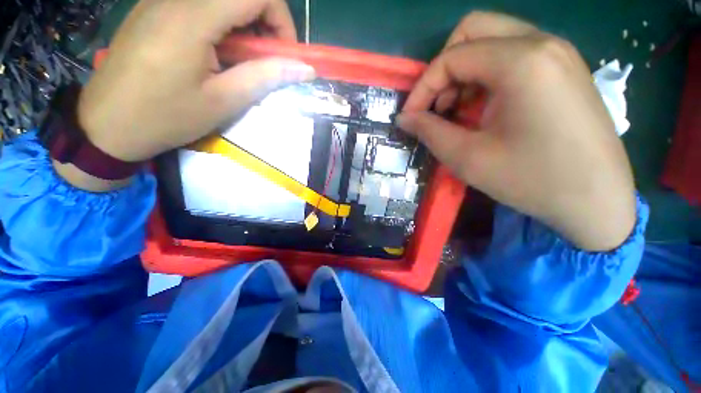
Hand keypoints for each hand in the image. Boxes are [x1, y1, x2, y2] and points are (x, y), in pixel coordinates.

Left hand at [57, 0, 314, 190]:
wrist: (105, 125)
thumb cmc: (165, 117)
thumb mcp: (223, 101)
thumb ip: (265, 77)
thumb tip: (304, 69)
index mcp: (191, 16)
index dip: (282, 19)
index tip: (287, 53)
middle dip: (266, 22)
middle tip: (269, 59)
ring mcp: (161, 1)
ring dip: (245, 25)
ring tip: (246, 60)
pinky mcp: (153, 11)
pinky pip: (200, 5)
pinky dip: (224, 25)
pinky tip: (219, 53)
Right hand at [397, 12, 636, 250]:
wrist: (598, 201)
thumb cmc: (532, 180)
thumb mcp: (468, 159)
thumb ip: (429, 132)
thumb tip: (404, 118)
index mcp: (522, 62)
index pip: (451, 57)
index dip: (422, 88)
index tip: (411, 117)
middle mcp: (542, 43)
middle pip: (473, 30)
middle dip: (443, 68)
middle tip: (438, 106)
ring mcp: (557, 53)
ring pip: (492, 41)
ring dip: (464, 73)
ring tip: (459, 112)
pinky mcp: (563, 69)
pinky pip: (512, 55)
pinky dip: (486, 77)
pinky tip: (484, 109)